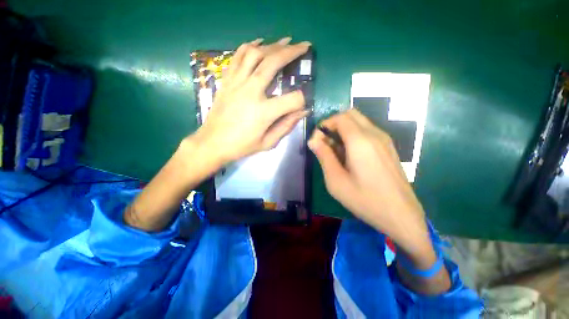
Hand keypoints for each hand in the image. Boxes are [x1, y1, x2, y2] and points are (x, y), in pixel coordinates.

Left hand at [193, 37, 311, 165]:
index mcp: (264, 112)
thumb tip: (303, 111)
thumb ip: (287, 126)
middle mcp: (251, 91)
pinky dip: (250, 46)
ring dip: (273, 45)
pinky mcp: (227, 80)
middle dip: (292, 52)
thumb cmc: (242, 146)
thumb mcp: (268, 142)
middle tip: (304, 46)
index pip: (293, 99)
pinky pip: (238, 56)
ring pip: (256, 53)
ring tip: (285, 41)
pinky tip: (259, 42)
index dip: (302, 100)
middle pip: (274, 63)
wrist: (213, 142)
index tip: (303, 104)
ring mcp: (236, 83)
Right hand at [310, 110, 451, 293]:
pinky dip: (354, 135)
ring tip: (337, 151)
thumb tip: (313, 140)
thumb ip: (324, 156)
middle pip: (350, 114)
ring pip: (360, 121)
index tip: (317, 140)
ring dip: (344, 129)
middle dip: (334, 124)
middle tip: (326, 142)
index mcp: (360, 141)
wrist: (401, 215)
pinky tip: (351, 155)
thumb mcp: (336, 180)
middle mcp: (374, 134)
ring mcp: (385, 139)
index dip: (325, 125)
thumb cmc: (365, 200)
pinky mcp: (389, 147)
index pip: (339, 118)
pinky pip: (368, 131)